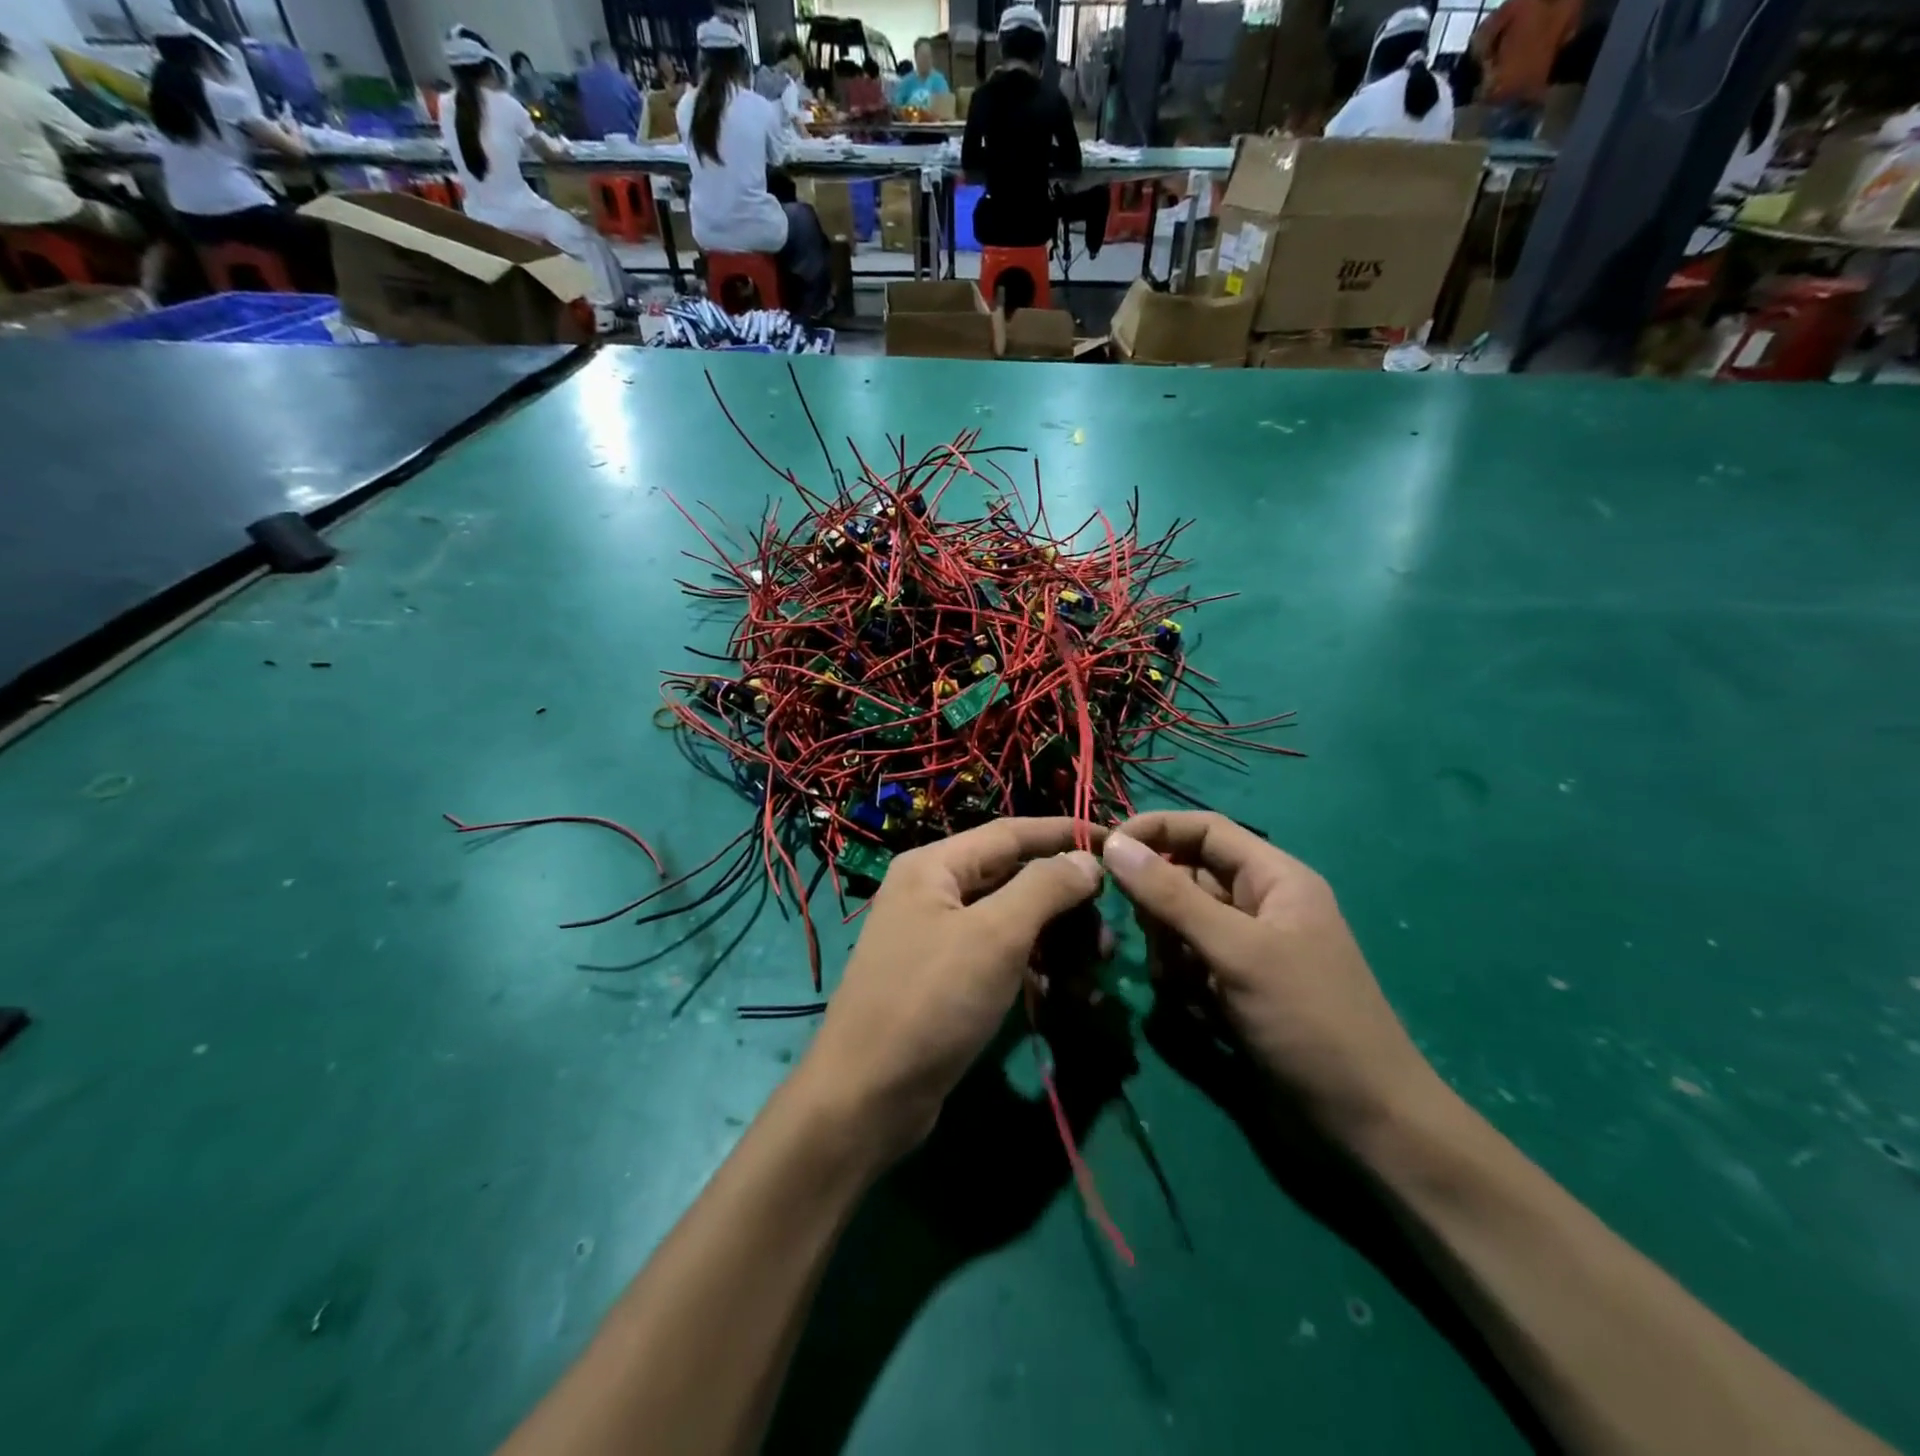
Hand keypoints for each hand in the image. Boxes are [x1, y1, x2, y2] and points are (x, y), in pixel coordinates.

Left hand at [796, 818, 1104, 1162]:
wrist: (868, 1096)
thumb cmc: (932, 1001)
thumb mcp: (995, 936)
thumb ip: (1044, 888)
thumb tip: (1087, 860)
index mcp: (934, 866)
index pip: (1011, 833)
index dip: (1064, 834)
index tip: (1115, 841)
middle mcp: (932, 892)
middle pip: (1012, 877)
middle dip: (1064, 898)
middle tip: (1109, 928)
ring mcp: (936, 938)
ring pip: (1009, 921)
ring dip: (1054, 938)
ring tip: (1094, 967)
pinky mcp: (944, 980)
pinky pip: (998, 958)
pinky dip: (1032, 968)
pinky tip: (1062, 993)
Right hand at [1101, 812, 1437, 1138]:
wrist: (1365, 1122)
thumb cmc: (1308, 1020)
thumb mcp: (1236, 951)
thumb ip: (1171, 896)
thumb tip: (1114, 844)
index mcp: (1274, 877)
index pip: (1204, 829)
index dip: (1155, 831)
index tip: (1106, 851)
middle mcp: (1259, 903)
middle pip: (1185, 876)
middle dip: (1160, 907)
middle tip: (1156, 941)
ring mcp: (1246, 948)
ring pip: (1179, 923)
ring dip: (1168, 951)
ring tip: (1185, 987)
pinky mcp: (1235, 986)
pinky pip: (1187, 962)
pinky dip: (1181, 982)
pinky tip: (1199, 1013)